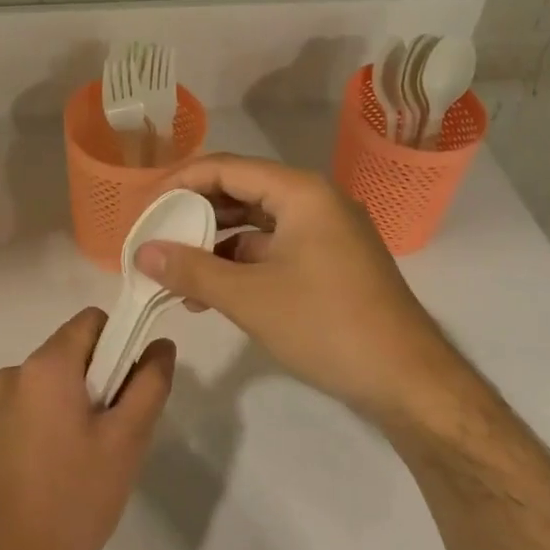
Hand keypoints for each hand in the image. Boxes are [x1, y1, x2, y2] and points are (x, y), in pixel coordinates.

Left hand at [0, 308, 173, 549]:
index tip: (134, 384)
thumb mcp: (127, 440)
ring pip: (56, 377)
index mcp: (44, 365)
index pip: (93, 321)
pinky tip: (67, 463)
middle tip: (119, 428)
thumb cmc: (75, 499)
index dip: (122, 341)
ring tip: (94, 452)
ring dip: (82, 398)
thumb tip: (161, 344)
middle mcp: (15, 371)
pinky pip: (37, 401)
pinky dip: (58, 416)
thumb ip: (150, 383)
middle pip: (74, 348)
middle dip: (104, 375)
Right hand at [135, 154, 461, 425]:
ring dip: (215, 243)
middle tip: (155, 236)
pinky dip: (241, 263)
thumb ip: (191, 270)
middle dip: (194, 213)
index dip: (179, 182)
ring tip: (174, 271)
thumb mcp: (250, 298)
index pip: (225, 167)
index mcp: (300, 191)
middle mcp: (314, 199)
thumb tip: (141, 253)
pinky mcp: (329, 260)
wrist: (409, 382)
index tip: (144, 208)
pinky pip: (274, 247)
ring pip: (256, 222)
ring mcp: (325, 230)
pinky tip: (211, 291)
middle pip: (240, 190)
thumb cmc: (327, 325)